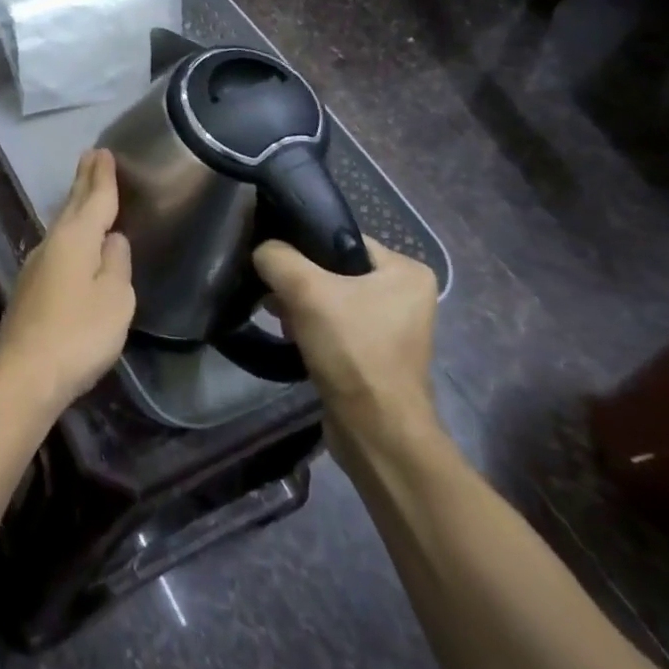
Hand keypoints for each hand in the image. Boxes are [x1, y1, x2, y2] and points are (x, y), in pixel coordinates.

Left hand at [0, 149, 134, 415]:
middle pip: (72, 205)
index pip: (94, 198)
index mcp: (76, 237)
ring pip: (62, 224)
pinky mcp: (31, 287)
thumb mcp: (115, 298)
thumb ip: (116, 264)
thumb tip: (112, 239)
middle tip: (92, 157)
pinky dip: (70, 231)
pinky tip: (73, 240)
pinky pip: (57, 245)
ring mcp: (37, 264)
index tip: (103, 151)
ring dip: (76, 205)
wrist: (25, 371)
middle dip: (84, 181)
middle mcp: (52, 242)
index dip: (102, 176)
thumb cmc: (79, 332)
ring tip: (86, 191)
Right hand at [254, 236, 438, 454]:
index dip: (301, 244)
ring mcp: (391, 326)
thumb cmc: (351, 350)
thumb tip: (262, 251)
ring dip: (299, 304)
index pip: (339, 237)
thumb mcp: (304, 289)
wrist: (375, 432)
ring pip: (329, 296)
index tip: (273, 258)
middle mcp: (405, 295)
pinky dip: (310, 325)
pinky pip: (333, 323)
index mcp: (406, 271)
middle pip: (332, 267)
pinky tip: (291, 335)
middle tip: (274, 291)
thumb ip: (275, 256)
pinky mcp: (373, 352)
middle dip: (298, 279)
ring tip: (278, 315)